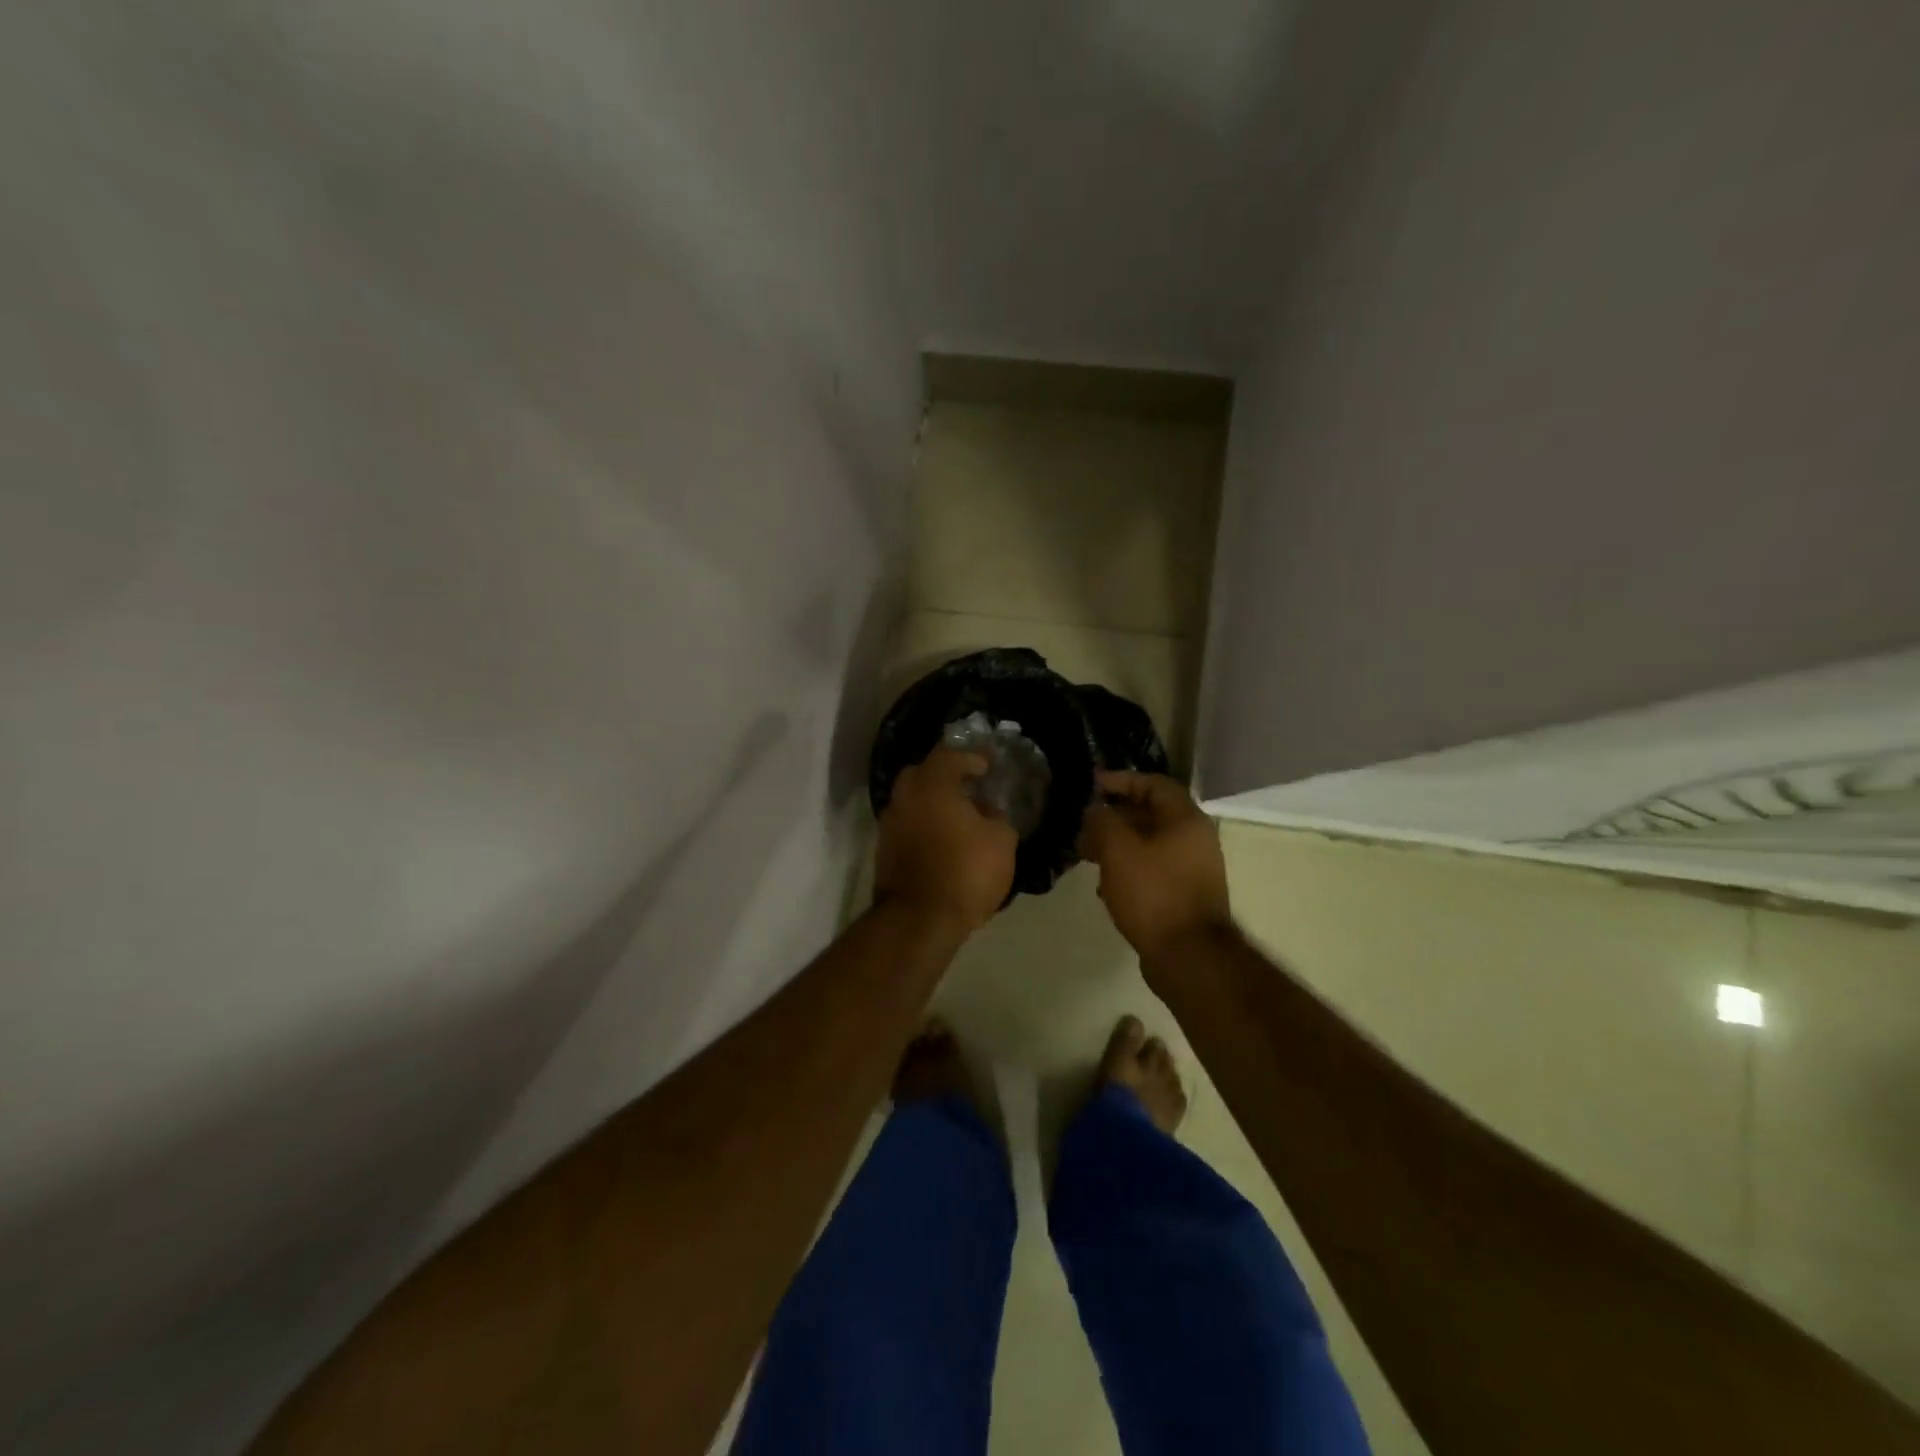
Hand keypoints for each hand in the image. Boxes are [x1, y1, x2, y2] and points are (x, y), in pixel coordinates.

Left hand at [874, 749, 1017, 934]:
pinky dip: (924, 824)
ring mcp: (889, 823)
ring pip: (913, 800)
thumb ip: (997, 818)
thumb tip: (988, 812)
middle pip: (923, 774)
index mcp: (932, 784)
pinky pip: (908, 825)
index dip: (971, 758)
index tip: (988, 766)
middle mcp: (904, 796)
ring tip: (959, 815)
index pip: (950, 756)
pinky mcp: (884, 850)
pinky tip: (943, 838)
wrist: (919, 919)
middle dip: (946, 775)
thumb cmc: (965, 871)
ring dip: (934, 802)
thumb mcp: (1001, 842)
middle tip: (969, 785)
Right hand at [1079, 770, 1233, 972]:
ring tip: (1087, 855)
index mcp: (1185, 819)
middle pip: (1150, 814)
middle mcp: (1194, 839)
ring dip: (1117, 845)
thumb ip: (1102, 821)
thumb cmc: (1153, 893)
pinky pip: (1152, 871)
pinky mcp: (1184, 896)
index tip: (1091, 785)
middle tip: (1082, 826)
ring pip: (1149, 845)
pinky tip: (1105, 887)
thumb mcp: (1118, 849)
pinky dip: (1128, 870)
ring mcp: (1192, 869)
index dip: (1120, 780)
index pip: (1153, 783)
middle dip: (1113, 817)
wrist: (1188, 956)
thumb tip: (1094, 810)